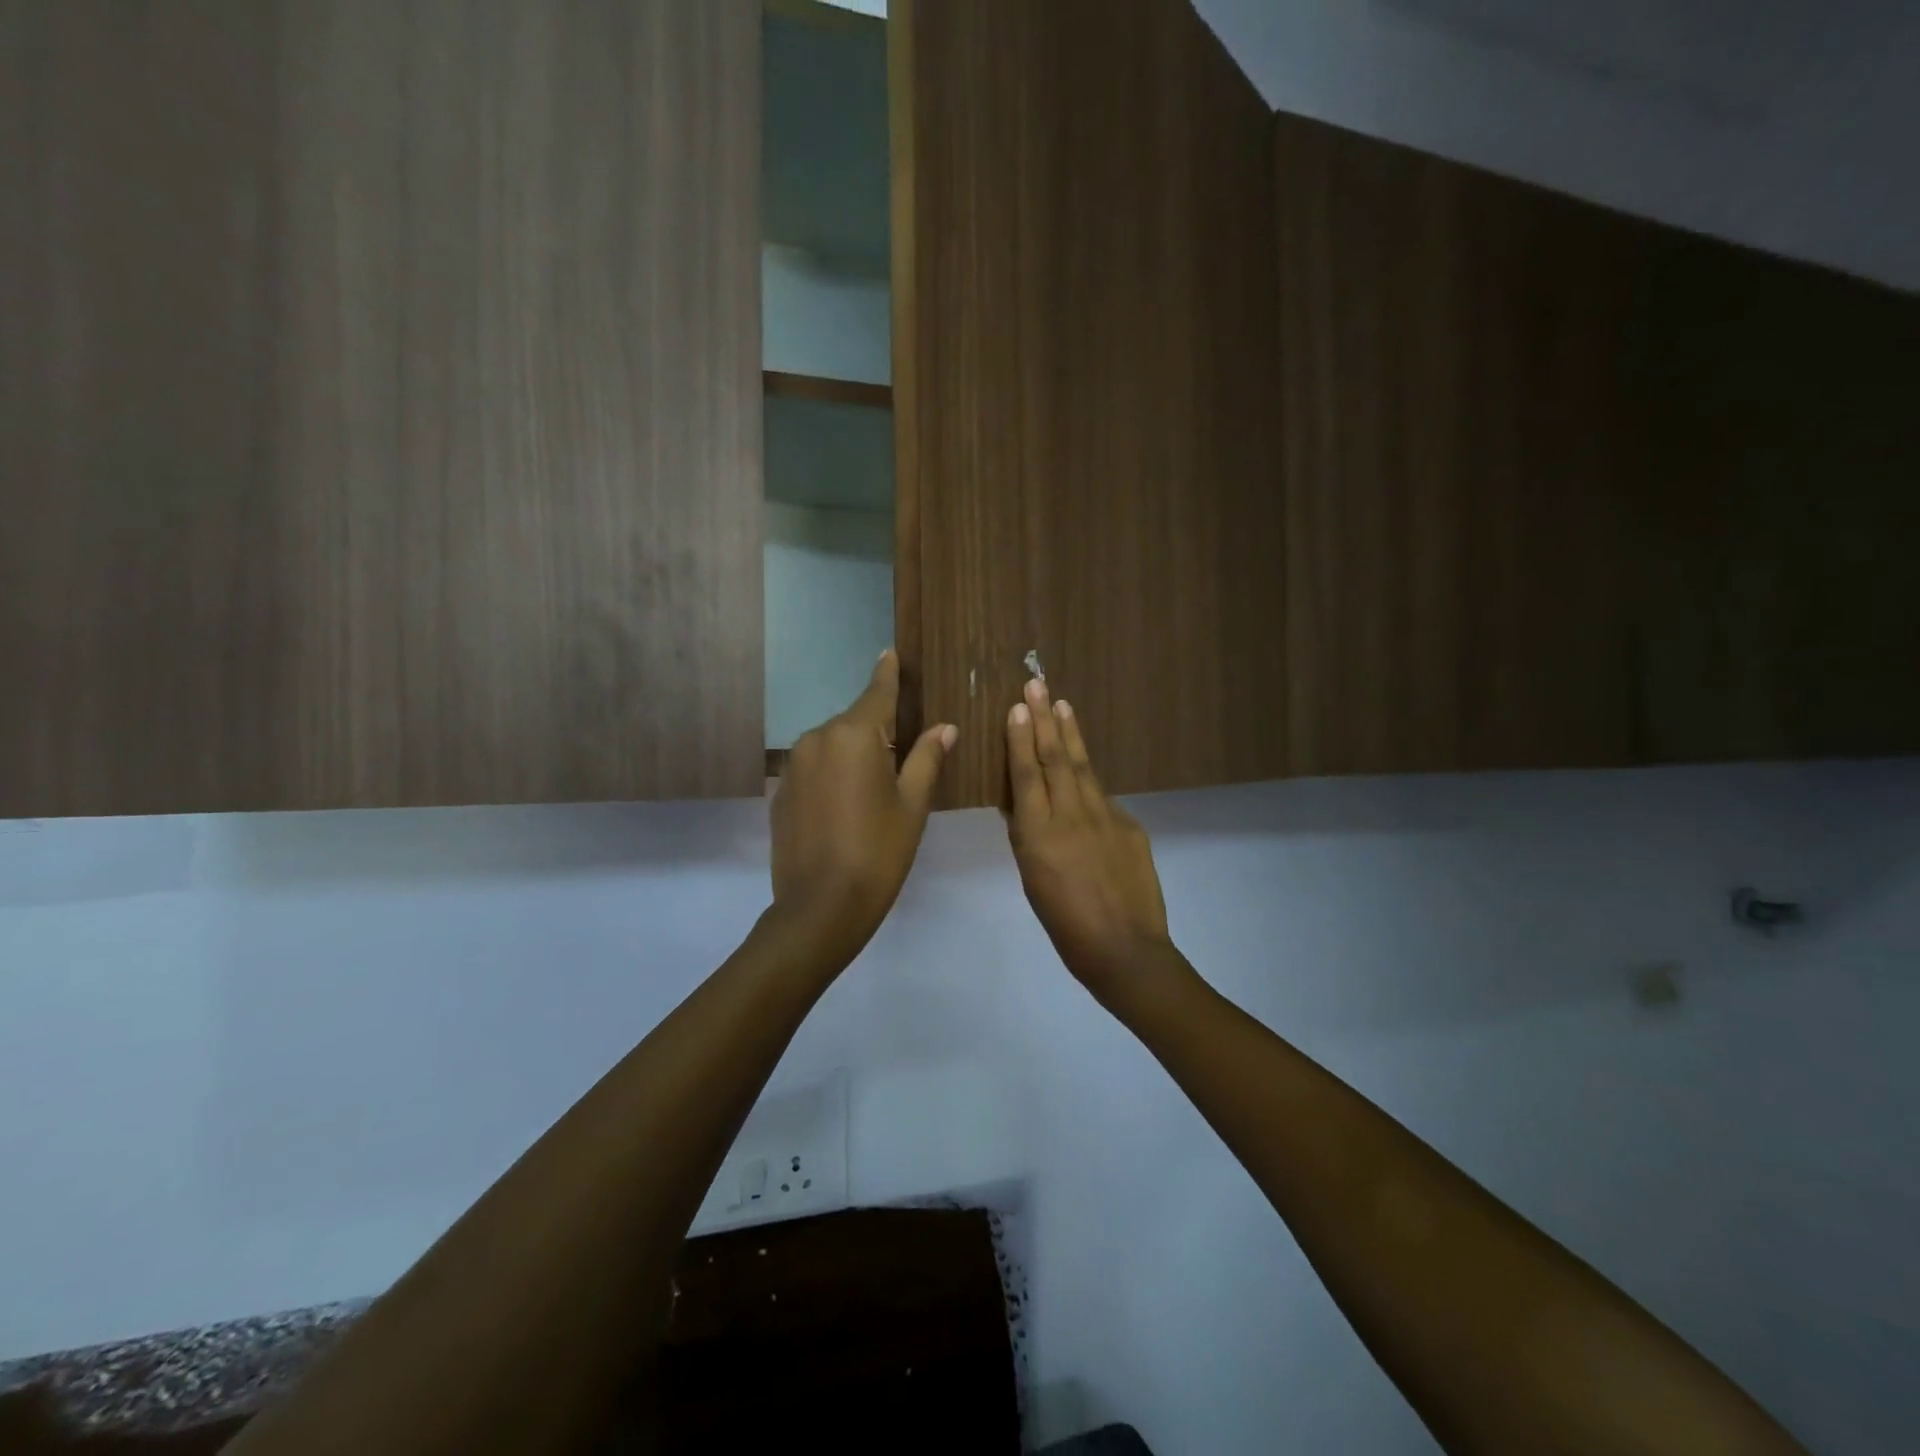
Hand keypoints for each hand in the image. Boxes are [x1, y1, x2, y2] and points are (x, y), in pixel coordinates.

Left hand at [770, 650, 956, 959]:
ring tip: (873, 790)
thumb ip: (927, 758)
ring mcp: (794, 765)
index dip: (887, 674)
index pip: (877, 693)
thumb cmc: (878, 853)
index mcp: (855, 736)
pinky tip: (844, 807)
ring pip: (833, 745)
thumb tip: (945, 728)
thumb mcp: (912, 805)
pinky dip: (832, 775)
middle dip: (877, 730)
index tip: (889, 653)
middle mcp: (818, 739)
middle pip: (855, 722)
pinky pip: (814, 769)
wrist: (820, 907)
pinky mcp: (781, 791)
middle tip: (902, 755)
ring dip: (854, 755)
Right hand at [1005, 677, 1170, 989]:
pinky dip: (1089, 777)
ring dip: (1071, 733)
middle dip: (1045, 718)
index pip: (1027, 774)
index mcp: (1039, 834)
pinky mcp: (1130, 826)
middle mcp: (1072, 816)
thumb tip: (1024, 805)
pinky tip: (1083, 767)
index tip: (1017, 707)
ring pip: (1083, 767)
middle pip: (1056, 758)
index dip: (1020, 738)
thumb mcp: (1032, 880)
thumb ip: (1028, 837)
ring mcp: (1106, 817)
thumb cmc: (1065, 926)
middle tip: (1038, 684)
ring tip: (1063, 704)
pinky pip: (1103, 796)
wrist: (1125, 950)